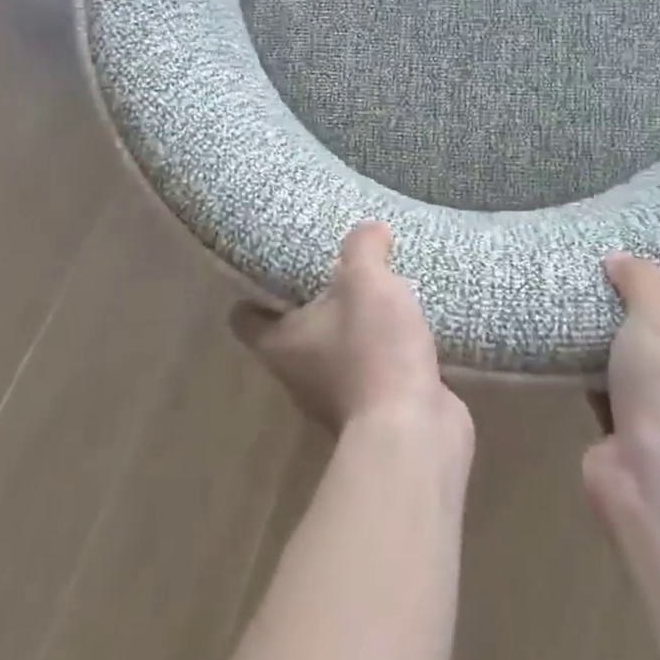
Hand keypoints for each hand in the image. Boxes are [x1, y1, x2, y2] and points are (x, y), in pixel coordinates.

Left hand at [230, 220, 466, 440]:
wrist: (413, 431)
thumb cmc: (373, 351)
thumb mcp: (366, 282)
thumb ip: (363, 247)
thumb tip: (370, 228)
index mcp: (279, 343)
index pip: (245, 317)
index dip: (255, 291)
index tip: (278, 264)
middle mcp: (297, 374)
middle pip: (293, 330)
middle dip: (314, 301)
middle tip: (337, 268)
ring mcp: (334, 397)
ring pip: (334, 350)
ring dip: (352, 327)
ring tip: (376, 291)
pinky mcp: (372, 410)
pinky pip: (370, 370)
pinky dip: (382, 352)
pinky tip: (405, 326)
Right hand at [582, 253, 659, 520]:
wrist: (649, 476)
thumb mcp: (658, 320)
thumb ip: (642, 282)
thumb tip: (620, 258)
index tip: (639, 280)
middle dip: (637, 326)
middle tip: (605, 293)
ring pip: (639, 372)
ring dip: (613, 354)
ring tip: (584, 316)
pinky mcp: (637, 439)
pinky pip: (614, 396)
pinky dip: (596, 379)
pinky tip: (572, 354)